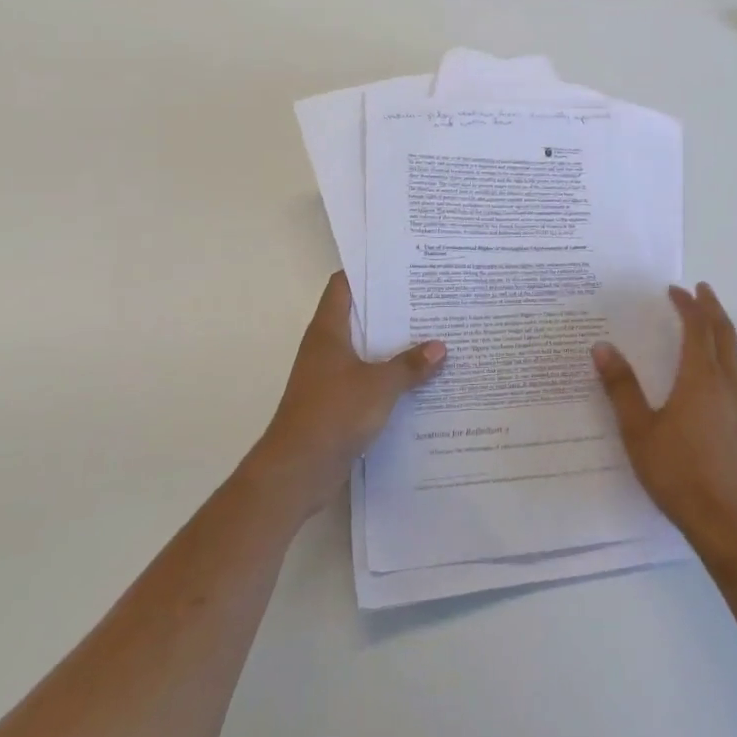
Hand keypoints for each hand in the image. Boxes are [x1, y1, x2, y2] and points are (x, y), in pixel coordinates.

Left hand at [246, 271, 445, 519]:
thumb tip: (440, 347)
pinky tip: (417, 380)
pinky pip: (365, 380)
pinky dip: (386, 377)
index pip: (343, 286)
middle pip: (359, 317)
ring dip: (391, 346)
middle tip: (428, 298)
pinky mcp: (334, 404)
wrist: (296, 471)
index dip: (367, 272)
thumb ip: (410, 365)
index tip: (399, 264)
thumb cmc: (333, 413)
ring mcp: (328, 377)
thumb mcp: (380, 386)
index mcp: (329, 331)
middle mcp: (325, 348)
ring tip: (431, 335)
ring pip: (364, 350)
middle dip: (391, 310)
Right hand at [593, 283, 736, 561]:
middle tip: (701, 290)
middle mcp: (726, 383)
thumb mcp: (639, 430)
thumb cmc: (678, 473)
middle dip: (712, 308)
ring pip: (735, 353)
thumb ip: (621, 387)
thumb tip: (602, 347)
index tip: (674, 290)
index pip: (697, 328)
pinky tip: (715, 367)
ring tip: (709, 319)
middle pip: (724, 334)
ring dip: (721, 329)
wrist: (726, 523)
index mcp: (701, 378)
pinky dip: (725, 352)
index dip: (687, 306)